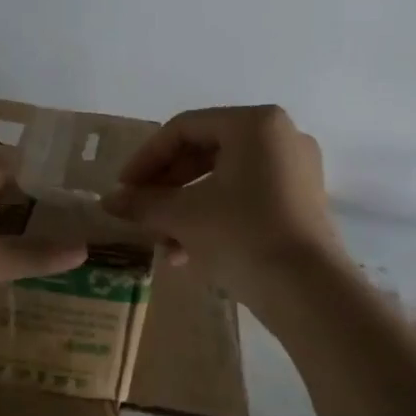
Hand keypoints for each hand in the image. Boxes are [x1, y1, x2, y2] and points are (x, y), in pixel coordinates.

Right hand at [103, 105, 344, 299]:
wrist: (308, 292)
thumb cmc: (241, 235)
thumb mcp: (183, 216)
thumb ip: (142, 203)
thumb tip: (108, 202)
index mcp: (254, 124)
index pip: (184, 129)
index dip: (146, 158)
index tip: (123, 189)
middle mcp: (281, 137)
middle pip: (205, 152)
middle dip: (166, 187)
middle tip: (139, 212)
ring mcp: (296, 171)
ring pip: (224, 180)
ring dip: (185, 209)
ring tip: (161, 242)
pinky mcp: (301, 204)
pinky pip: (246, 199)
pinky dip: (214, 218)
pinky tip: (187, 254)